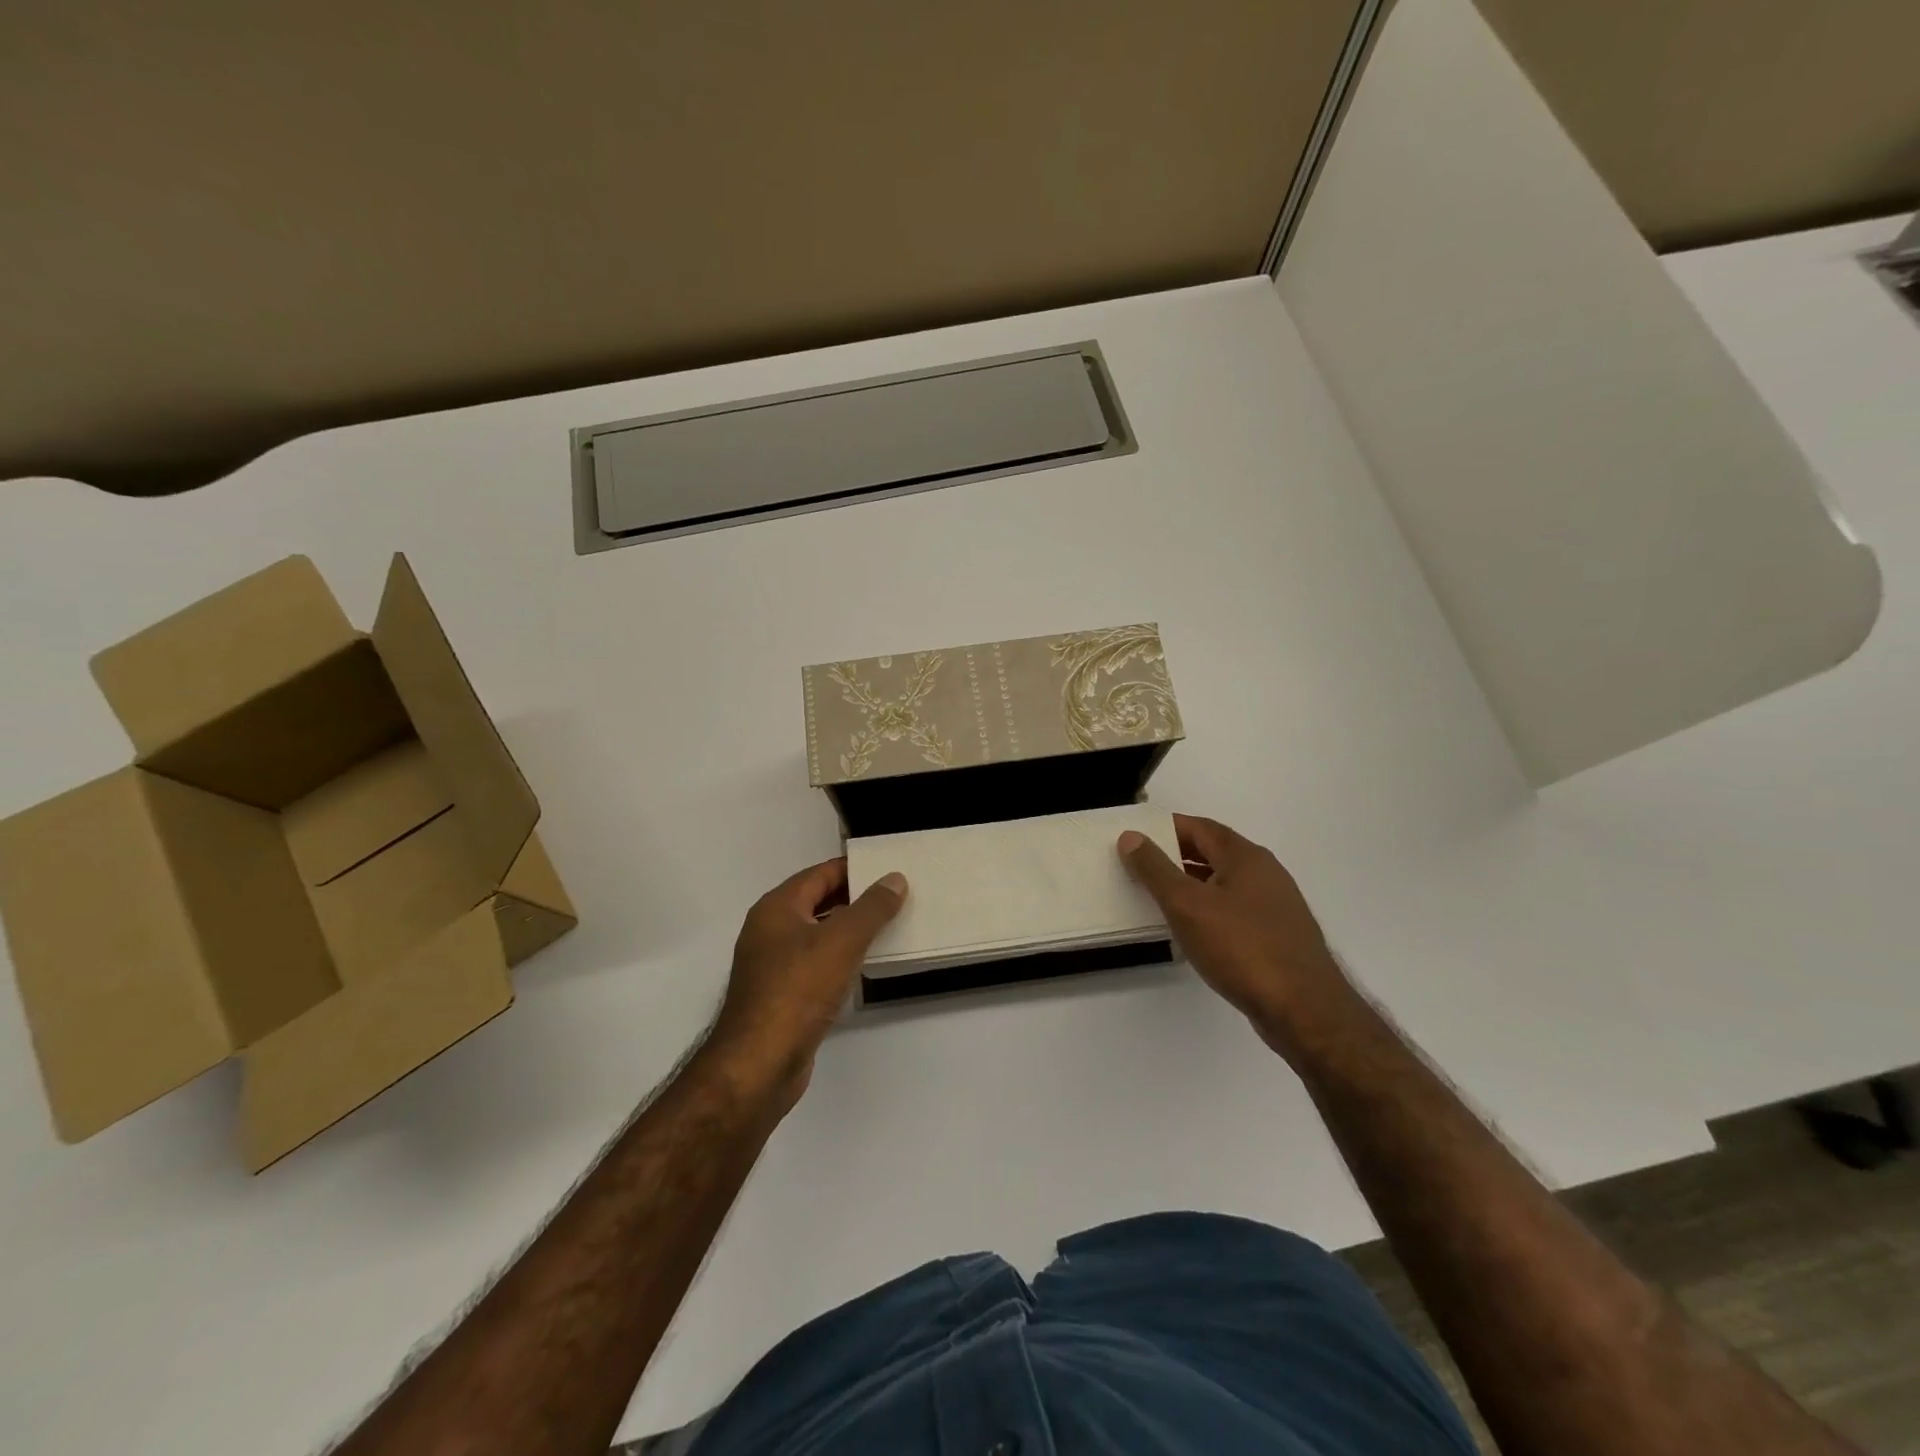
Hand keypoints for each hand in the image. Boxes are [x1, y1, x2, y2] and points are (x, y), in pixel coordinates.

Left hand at [709, 858, 906, 1101]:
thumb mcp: (842, 941)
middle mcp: (770, 930)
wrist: (759, 1064)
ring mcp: (773, 965)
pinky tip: (865, 966)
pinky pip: (816, 964)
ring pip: (818, 935)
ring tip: (890, 927)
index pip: (820, 874)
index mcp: (777, 908)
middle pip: (818, 902)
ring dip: (850, 930)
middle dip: (856, 899)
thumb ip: (872, 908)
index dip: (854, 869)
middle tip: (897, 896)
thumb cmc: (798, 991)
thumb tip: (894, 879)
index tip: (889, 869)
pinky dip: (840, 959)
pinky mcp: (782, 995)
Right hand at [1118, 815, 1357, 1055]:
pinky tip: (1191, 931)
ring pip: (1224, 883)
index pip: (1199, 827)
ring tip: (1156, 898)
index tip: (1135, 837)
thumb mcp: (1186, 905)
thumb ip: (1155, 869)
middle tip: (1138, 866)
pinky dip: (1208, 911)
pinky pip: (1234, 910)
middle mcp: (1265, 873)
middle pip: (1213, 852)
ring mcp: (1275, 905)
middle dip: (1175, 856)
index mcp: (1245, 856)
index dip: (1165, 828)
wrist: (1303, 1009)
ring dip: (1190, 885)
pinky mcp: (1278, 936)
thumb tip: (1131, 837)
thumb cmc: (1241, 948)